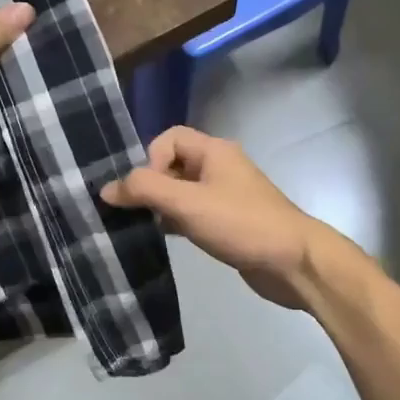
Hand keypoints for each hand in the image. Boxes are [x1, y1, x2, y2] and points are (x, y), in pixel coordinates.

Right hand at [101, 127, 338, 308]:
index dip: (151, 159)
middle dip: (152, 185)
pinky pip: (194, 212)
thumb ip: (144, 190)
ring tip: (149, 227)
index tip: (147, 191)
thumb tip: (106, 188)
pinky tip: (170, 239)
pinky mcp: (229, 221)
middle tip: (139, 212)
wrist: (292, 262)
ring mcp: (227, 195)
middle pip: (174, 164)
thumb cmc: (240, 224)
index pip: (169, 138)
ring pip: (182, 191)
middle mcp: (221, 167)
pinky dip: (178, 222)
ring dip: (163, 206)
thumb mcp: (187, 203)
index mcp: (214, 151)